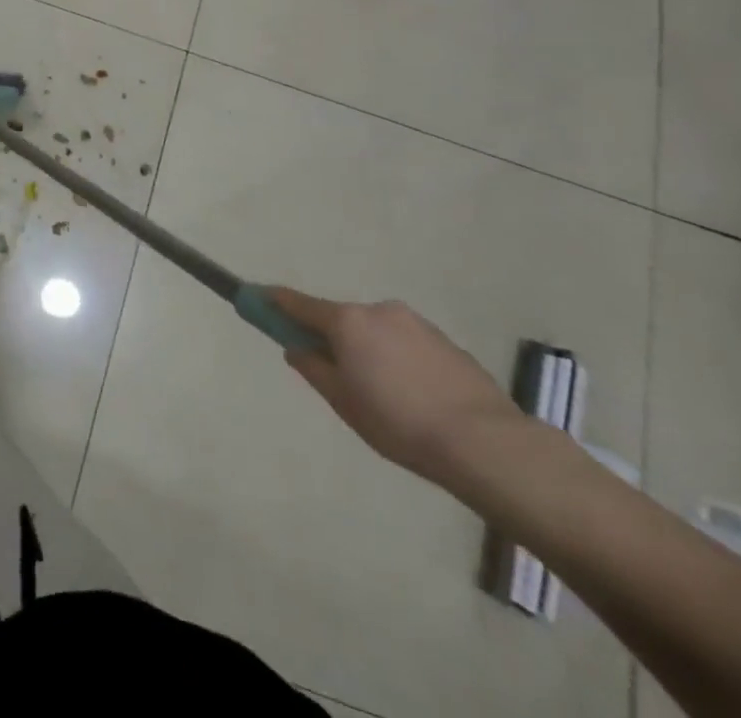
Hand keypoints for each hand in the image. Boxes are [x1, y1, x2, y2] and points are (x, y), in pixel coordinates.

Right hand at [269, 287, 524, 488]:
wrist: (485, 443)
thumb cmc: (399, 423)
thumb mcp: (344, 402)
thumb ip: (313, 369)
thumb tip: (297, 348)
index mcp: (348, 321)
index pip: (298, 303)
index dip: (273, 302)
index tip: (254, 297)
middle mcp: (378, 310)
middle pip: (341, 319)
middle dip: (333, 339)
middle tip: (338, 379)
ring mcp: (415, 322)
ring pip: (376, 332)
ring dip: (369, 352)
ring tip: (386, 400)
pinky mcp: (445, 341)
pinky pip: (406, 344)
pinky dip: (399, 361)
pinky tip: (415, 399)